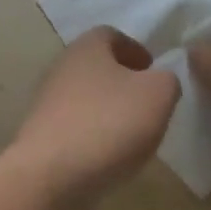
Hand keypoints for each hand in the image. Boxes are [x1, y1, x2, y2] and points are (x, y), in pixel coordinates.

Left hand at [10, 27, 181, 195]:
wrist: (52, 175)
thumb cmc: (109, 122)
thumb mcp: (158, 95)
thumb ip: (167, 80)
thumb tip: (159, 80)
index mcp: (87, 48)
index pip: (111, 34)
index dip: (136, 49)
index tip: (154, 71)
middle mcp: (62, 68)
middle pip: (97, 66)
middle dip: (124, 81)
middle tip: (149, 103)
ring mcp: (48, 102)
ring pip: (86, 97)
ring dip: (110, 110)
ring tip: (135, 134)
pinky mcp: (43, 135)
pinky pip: (77, 126)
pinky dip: (95, 135)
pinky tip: (111, 156)